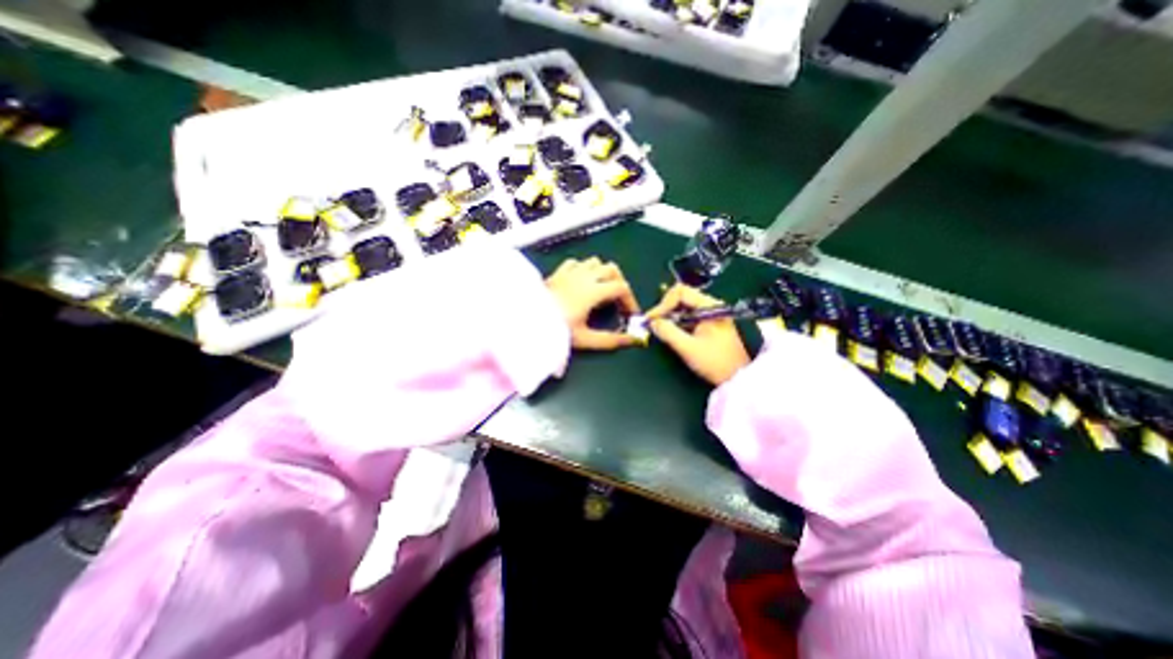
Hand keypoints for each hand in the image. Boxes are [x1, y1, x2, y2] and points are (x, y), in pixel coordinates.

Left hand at [547, 255, 639, 348]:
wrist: (525, 320)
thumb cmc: (556, 329)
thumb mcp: (585, 338)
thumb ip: (610, 340)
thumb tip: (631, 341)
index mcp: (593, 291)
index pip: (622, 288)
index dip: (631, 300)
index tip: (631, 314)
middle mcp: (584, 277)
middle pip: (612, 270)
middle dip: (620, 284)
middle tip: (619, 301)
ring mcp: (570, 272)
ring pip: (595, 262)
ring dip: (603, 273)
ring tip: (602, 290)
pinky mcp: (558, 272)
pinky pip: (576, 263)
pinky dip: (584, 269)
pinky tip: (581, 281)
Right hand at [647, 284, 746, 385]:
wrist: (738, 379)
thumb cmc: (715, 362)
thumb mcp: (688, 348)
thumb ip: (668, 332)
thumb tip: (652, 322)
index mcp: (709, 306)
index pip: (680, 292)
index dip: (663, 304)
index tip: (652, 319)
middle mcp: (711, 305)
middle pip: (682, 296)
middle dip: (665, 309)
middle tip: (654, 323)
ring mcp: (711, 314)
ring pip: (684, 306)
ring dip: (670, 316)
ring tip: (660, 328)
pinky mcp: (710, 323)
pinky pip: (689, 316)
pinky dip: (677, 322)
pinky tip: (671, 332)